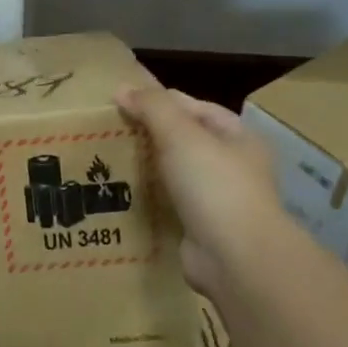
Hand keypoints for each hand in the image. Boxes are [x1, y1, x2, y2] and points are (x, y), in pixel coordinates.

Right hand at [117, 84, 283, 296]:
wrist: (235, 258)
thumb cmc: (214, 185)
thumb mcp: (180, 133)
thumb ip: (151, 107)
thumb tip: (121, 88)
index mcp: (238, 137)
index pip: (195, 107)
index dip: (160, 101)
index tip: (121, 103)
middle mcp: (234, 166)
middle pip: (184, 140)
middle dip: (150, 135)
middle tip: (109, 131)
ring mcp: (219, 200)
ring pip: (175, 173)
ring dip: (148, 167)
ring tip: (108, 161)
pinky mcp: (201, 228)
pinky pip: (170, 204)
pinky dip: (150, 198)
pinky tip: (122, 194)